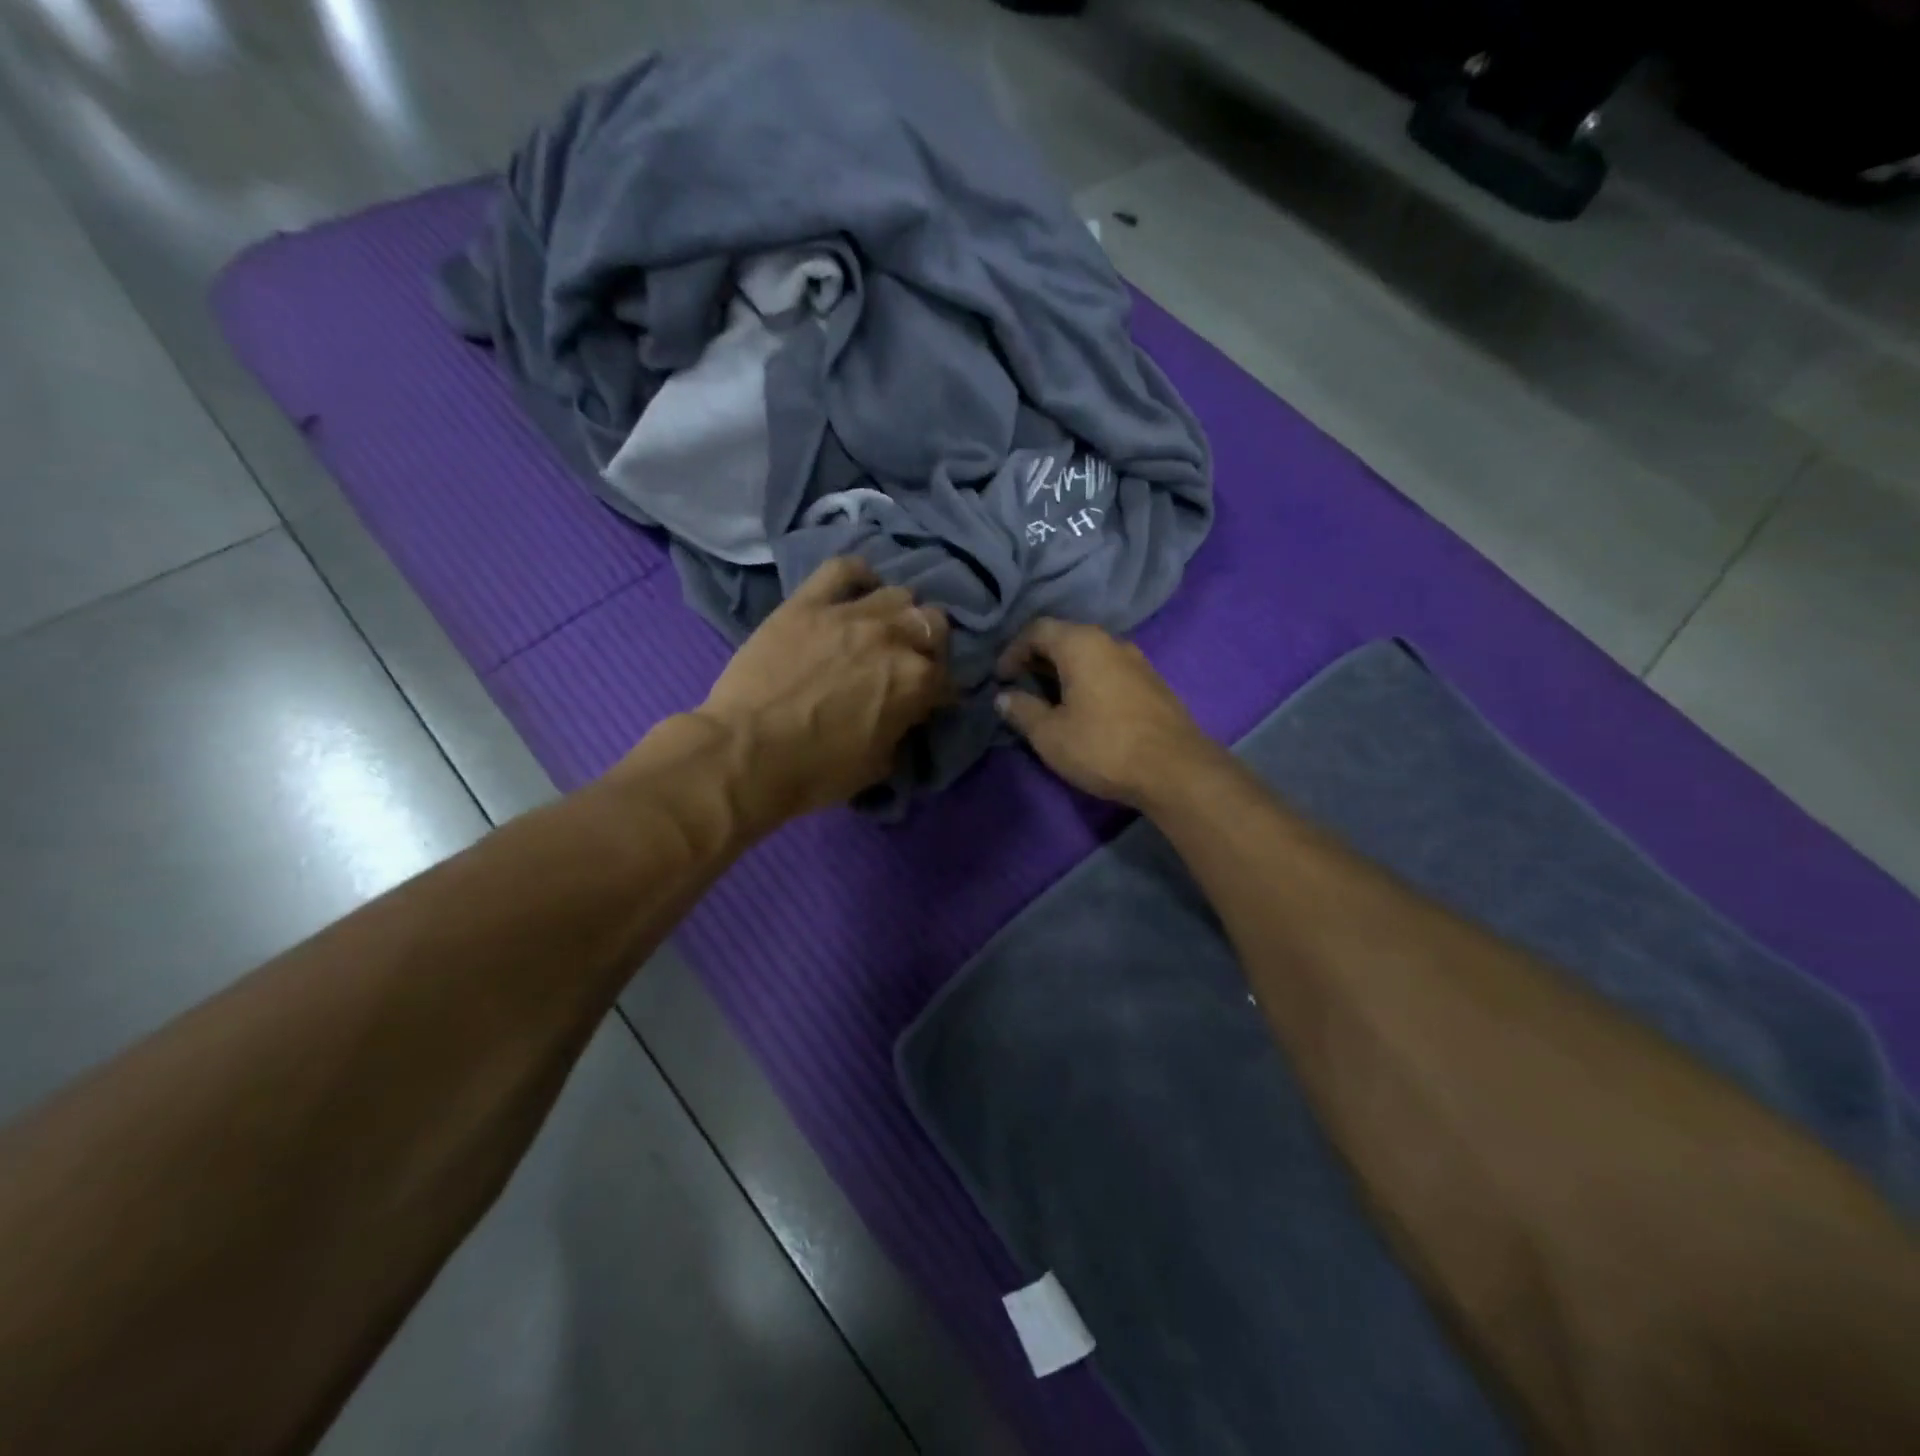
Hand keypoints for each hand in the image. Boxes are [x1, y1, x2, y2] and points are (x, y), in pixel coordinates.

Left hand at [694, 557, 951, 825]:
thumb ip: (902, 729)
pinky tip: (858, 588)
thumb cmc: (815, 771)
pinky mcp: (808, 603)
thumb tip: (904, 714)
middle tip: (907, 663)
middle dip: (927, 645)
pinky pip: (843, 569)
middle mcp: (893, 638)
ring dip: (897, 614)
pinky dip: (857, 575)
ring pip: (898, 594)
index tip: (926, 704)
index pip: (948, 679)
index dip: (939, 694)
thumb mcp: (878, 765)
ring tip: (880, 630)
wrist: (745, 753)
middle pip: (933, 623)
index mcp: (917, 681)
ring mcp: (850, 614)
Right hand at [995, 619, 1215, 807]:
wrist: (1176, 770)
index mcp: (1082, 644)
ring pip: (1090, 655)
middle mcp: (1111, 642)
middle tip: (1020, 686)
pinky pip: (1109, 671)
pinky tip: (1083, 709)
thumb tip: (1004, 697)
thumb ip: (1021, 710)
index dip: (1013, 650)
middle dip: (1038, 659)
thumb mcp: (1050, 734)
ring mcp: (1137, 661)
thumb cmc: (1103, 747)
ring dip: (1064, 672)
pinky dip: (1087, 681)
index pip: (1038, 629)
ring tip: (1049, 700)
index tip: (1001, 678)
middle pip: (1066, 638)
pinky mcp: (1152, 683)